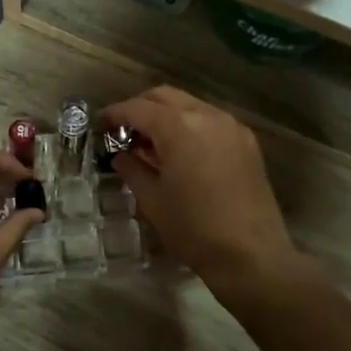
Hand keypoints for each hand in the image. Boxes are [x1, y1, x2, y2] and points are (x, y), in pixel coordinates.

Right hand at [104, 87, 301, 299]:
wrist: (251, 254)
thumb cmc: (193, 228)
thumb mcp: (152, 200)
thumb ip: (132, 169)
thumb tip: (121, 155)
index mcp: (179, 127)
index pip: (138, 108)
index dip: (115, 114)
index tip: (100, 124)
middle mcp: (207, 116)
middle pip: (165, 97)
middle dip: (141, 107)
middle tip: (123, 129)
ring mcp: (231, 127)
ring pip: (190, 105)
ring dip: (167, 115)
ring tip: (150, 142)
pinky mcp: (246, 142)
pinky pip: (210, 121)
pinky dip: (190, 125)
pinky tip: (181, 151)